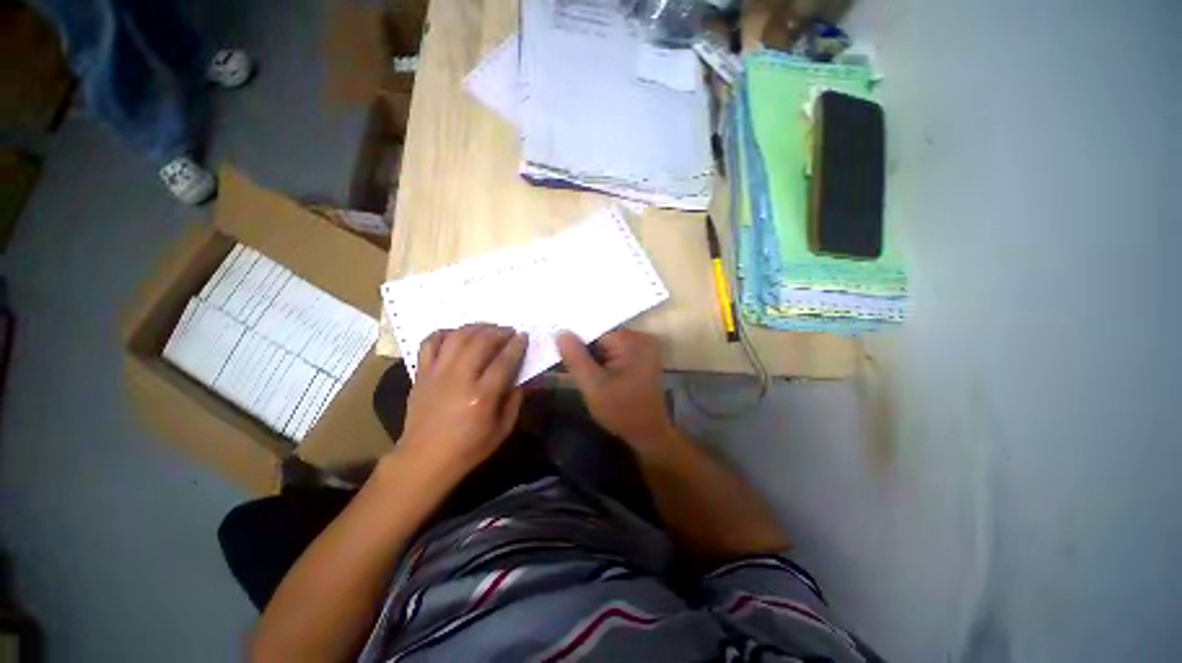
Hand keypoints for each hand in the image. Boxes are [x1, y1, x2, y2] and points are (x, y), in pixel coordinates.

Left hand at [397, 324, 526, 477]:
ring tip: (488, 328)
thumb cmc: (468, 449)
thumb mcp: (502, 429)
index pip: (504, 361)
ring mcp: (437, 374)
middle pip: (480, 342)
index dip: (517, 345)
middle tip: (509, 331)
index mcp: (482, 397)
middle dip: (499, 331)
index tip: (524, 336)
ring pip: (457, 337)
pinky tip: (457, 335)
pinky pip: (430, 343)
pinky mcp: (421, 374)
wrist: (423, 459)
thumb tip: (520, 376)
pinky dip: (445, 333)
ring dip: (476, 327)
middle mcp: (459, 379)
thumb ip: (515, 400)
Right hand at [556, 329, 673, 450]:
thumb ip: (575, 358)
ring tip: (577, 366)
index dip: (576, 339)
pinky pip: (615, 350)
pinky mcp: (641, 357)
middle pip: (601, 335)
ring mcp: (643, 347)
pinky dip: (603, 359)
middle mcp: (641, 338)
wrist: (648, 434)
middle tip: (565, 362)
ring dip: (593, 355)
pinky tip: (593, 371)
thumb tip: (560, 332)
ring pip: (607, 343)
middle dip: (584, 348)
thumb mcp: (593, 386)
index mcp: (632, 341)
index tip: (559, 350)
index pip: (595, 329)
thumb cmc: (621, 411)